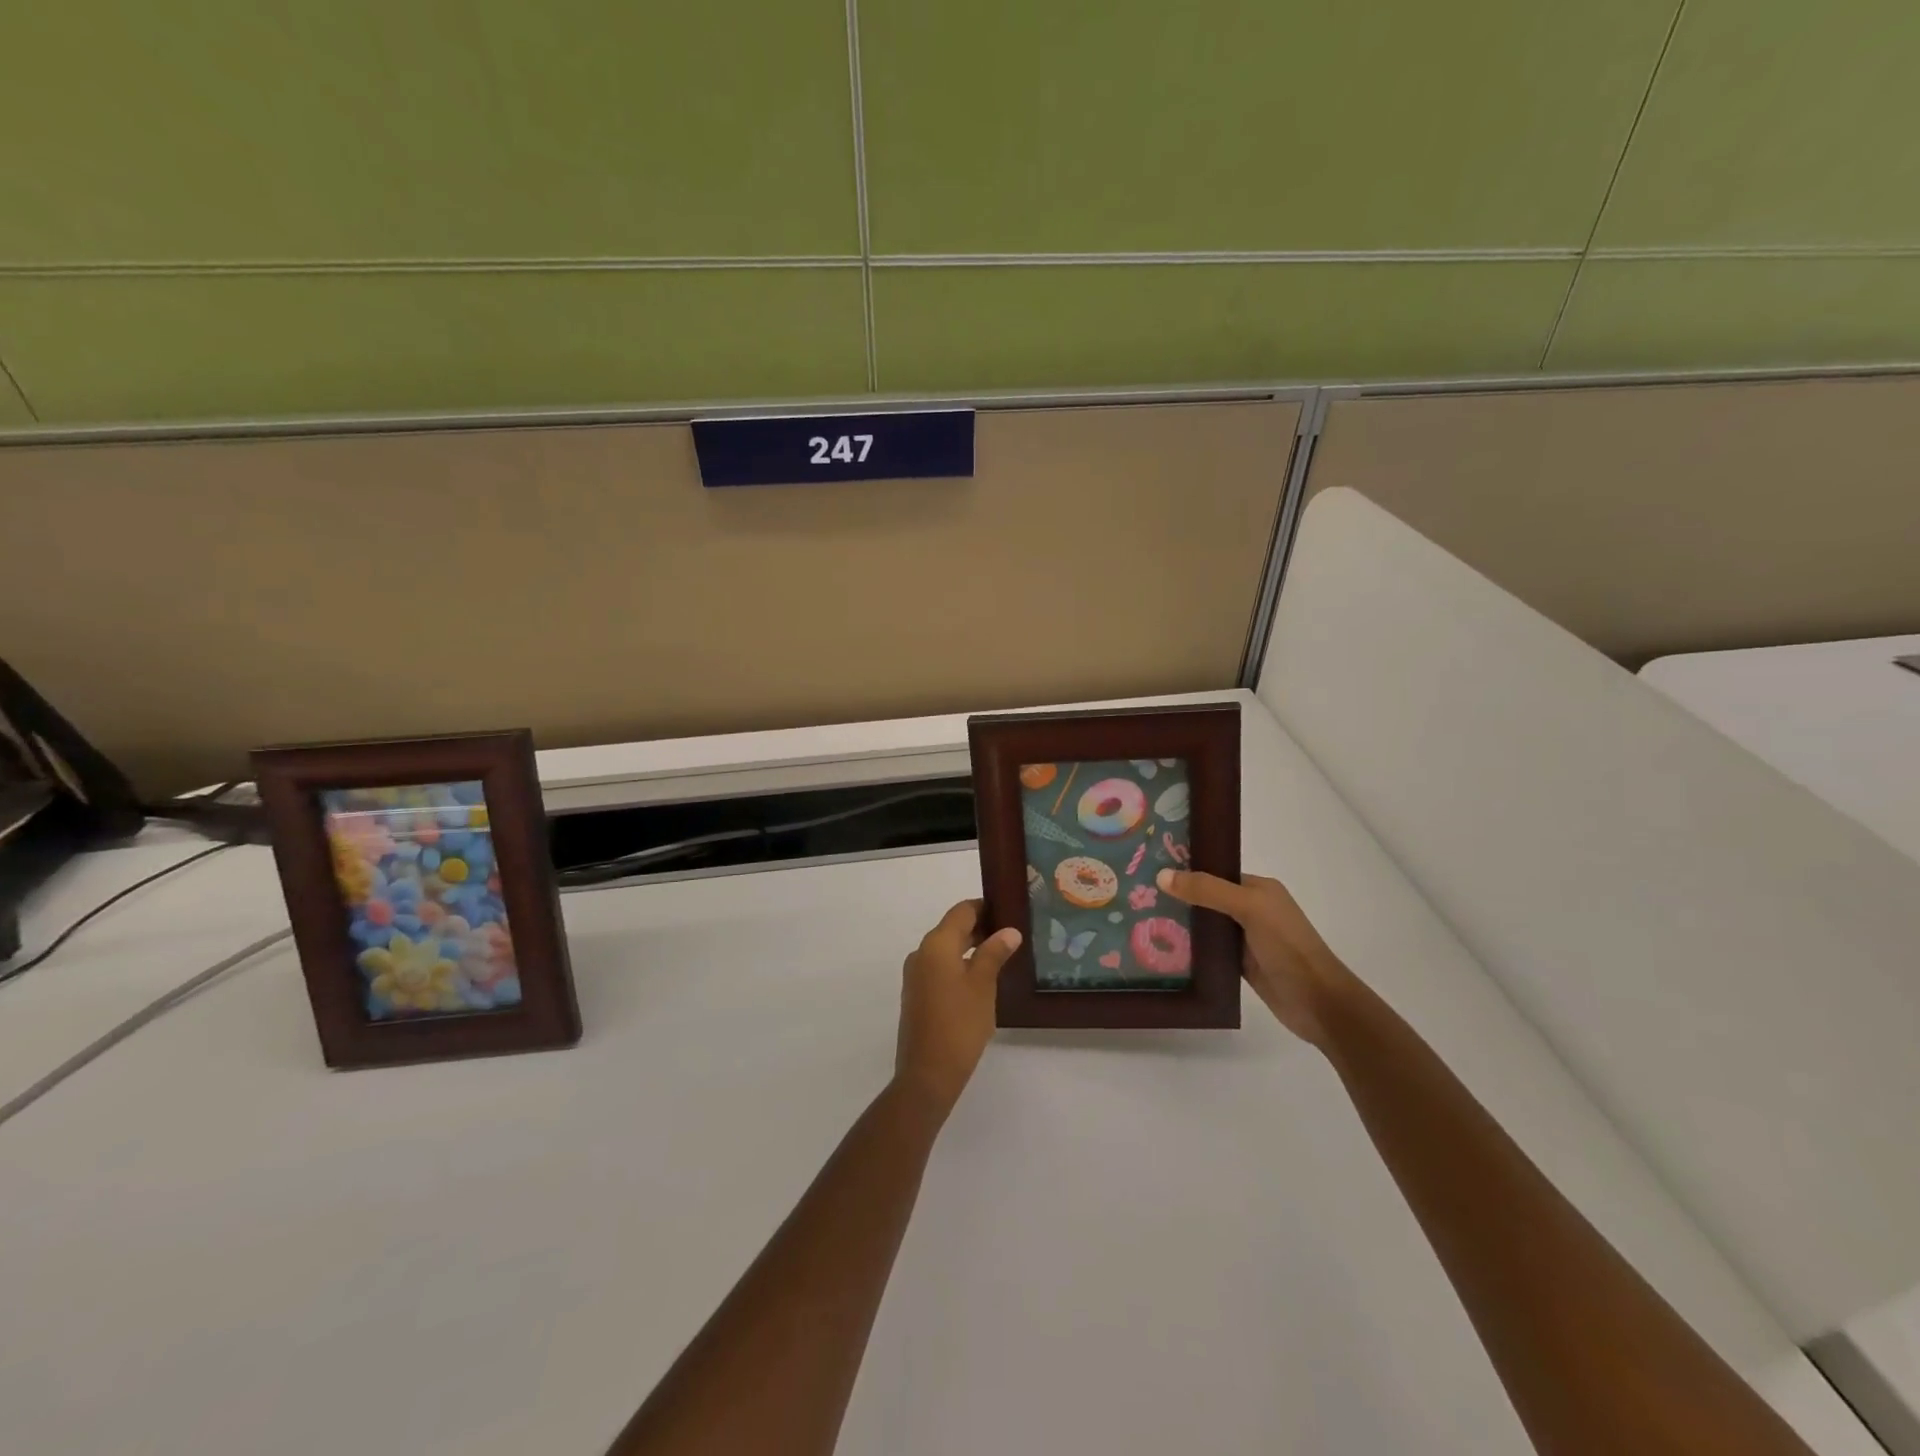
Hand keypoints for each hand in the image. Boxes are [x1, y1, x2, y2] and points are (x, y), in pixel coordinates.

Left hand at [894, 900, 1022, 1117]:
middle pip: (952, 929)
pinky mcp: (916, 995)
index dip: (985, 907)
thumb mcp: (983, 985)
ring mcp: (916, 976)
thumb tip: (1009, 931)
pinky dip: (960, 966)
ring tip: (1002, 956)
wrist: (928, 1073)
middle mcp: (921, 953)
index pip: (962, 911)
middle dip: (981, 928)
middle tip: (1012, 934)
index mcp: (936, 945)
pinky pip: (940, 968)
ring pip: (946, 950)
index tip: (1009, 910)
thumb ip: (994, 953)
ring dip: (971, 948)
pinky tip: (981, 980)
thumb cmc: (960, 1024)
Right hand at [1156, 869, 1354, 1046]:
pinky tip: (1161, 948)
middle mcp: (1251, 909)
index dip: (1186, 870)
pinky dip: (1189, 949)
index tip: (1150, 869)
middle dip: (1177, 897)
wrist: (1317, 1002)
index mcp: (1258, 888)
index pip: (1214, 872)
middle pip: (1207, 898)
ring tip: (1140, 919)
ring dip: (1180, 924)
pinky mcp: (1239, 964)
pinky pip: (1207, 950)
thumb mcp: (1248, 908)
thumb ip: (1208, 890)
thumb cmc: (1287, 946)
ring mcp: (1244, 938)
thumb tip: (1162, 875)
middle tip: (1137, 895)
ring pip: (1205, 925)